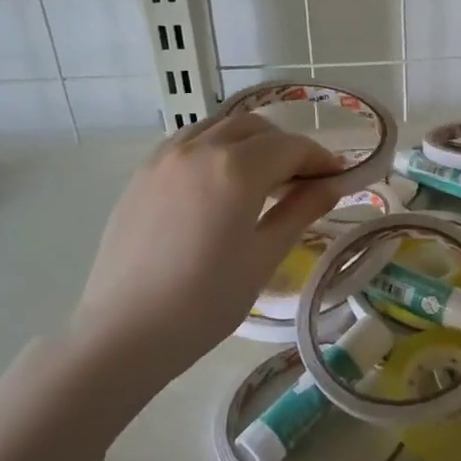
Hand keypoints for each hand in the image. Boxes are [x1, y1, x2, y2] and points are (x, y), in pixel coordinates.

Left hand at [73, 111, 342, 383]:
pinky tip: (218, 182)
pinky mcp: (142, 172)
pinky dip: (215, 147)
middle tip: (302, 181)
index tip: (338, 177)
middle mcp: (199, 148)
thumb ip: (300, 211)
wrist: (123, 332)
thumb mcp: (262, 257)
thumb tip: (332, 185)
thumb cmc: (204, 302)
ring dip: (249, 141)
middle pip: (255, 127)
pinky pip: (188, 142)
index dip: (320, 158)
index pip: (290, 146)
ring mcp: (165, 157)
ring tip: (261, 178)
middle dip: (285, 146)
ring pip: (219, 127)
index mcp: (235, 168)